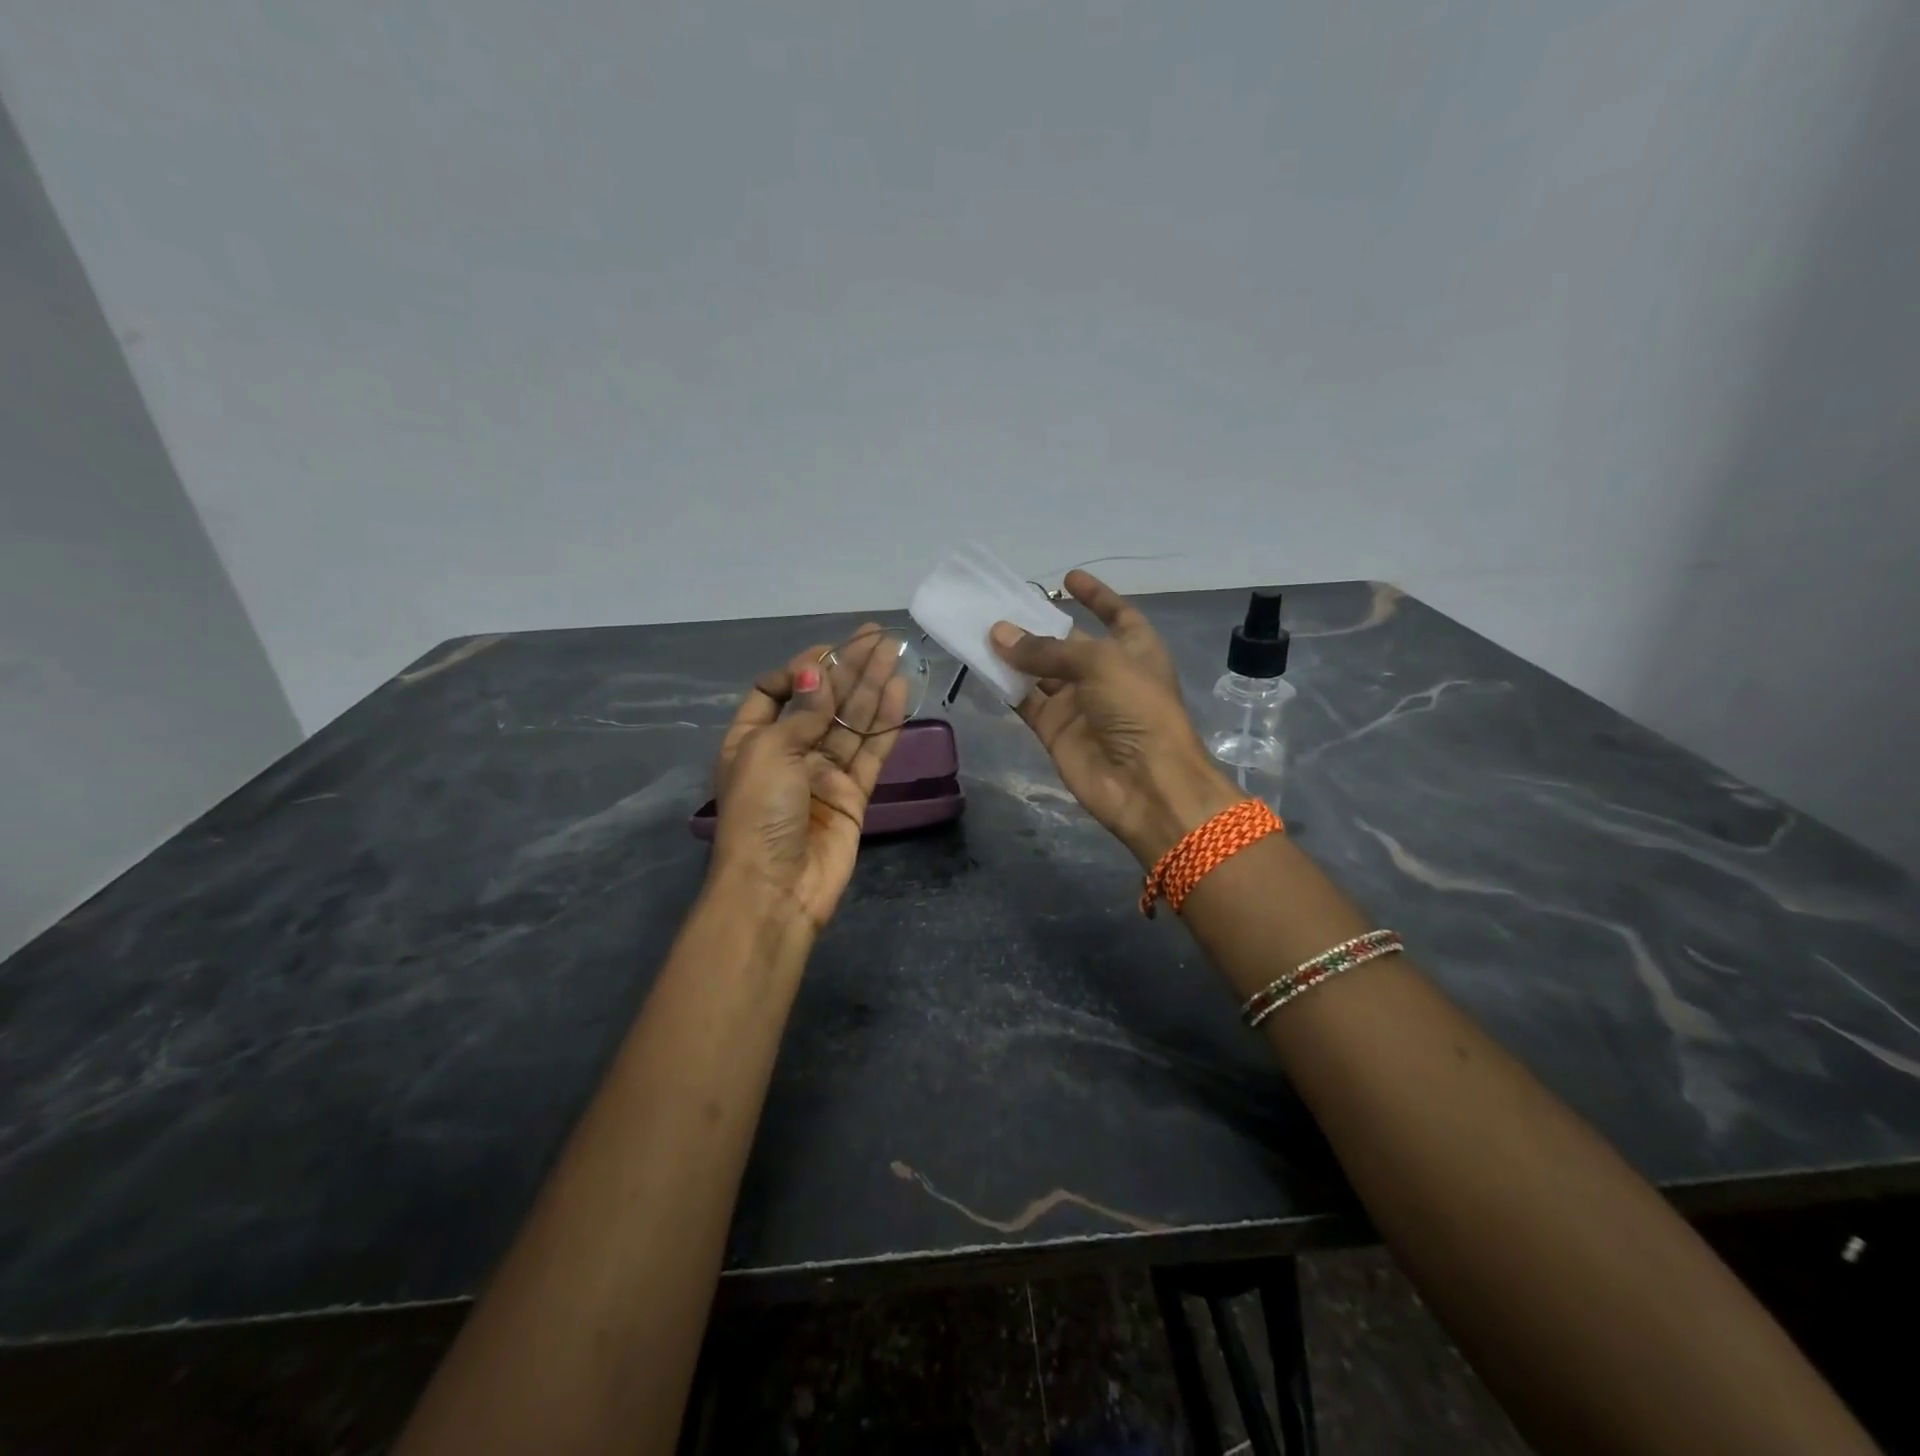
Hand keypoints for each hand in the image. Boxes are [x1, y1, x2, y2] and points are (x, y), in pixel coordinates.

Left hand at [711, 627, 908, 929]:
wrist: (777, 888)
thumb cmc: (760, 813)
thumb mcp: (770, 751)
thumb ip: (802, 712)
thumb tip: (820, 674)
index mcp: (752, 740)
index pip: (775, 691)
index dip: (800, 670)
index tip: (826, 656)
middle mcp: (788, 752)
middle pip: (822, 701)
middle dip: (848, 668)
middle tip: (878, 637)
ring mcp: (823, 774)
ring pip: (852, 722)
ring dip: (872, 687)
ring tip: (895, 652)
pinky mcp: (853, 794)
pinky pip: (871, 751)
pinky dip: (885, 723)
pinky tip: (899, 692)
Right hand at [991, 571, 1238, 866]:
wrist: (1145, 784)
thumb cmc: (1137, 709)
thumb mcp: (1099, 664)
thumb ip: (1046, 649)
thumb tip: (998, 634)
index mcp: (1134, 649)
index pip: (1115, 614)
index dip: (1095, 596)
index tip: (1069, 578)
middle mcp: (1106, 674)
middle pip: (1068, 643)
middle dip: (1040, 626)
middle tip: (1002, 606)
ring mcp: (1079, 703)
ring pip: (1040, 671)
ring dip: (1015, 654)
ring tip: (982, 629)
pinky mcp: (1055, 730)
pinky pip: (1025, 701)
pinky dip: (1006, 686)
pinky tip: (982, 665)